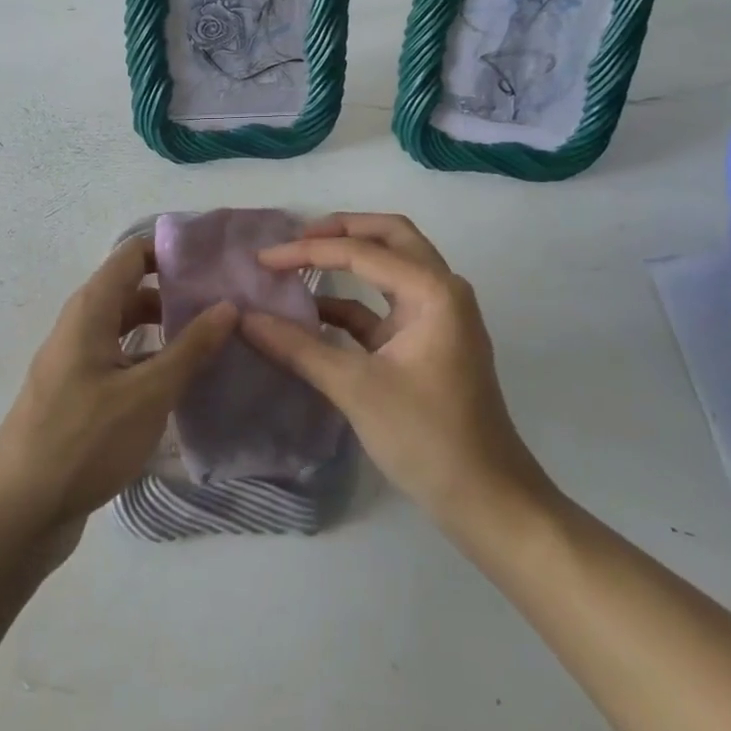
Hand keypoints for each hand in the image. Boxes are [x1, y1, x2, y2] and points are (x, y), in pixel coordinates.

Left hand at [0, 238, 236, 540]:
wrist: (17, 513)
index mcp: (90, 311)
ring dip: (167, 333)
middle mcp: (80, 328)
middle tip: (227, 306)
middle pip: (132, 292)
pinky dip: (151, 365)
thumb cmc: (83, 440)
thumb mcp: (147, 393)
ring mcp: (77, 364)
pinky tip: (184, 387)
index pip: (132, 254)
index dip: (171, 249)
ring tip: (216, 344)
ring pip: (128, 332)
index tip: (216, 260)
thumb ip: (190, 348)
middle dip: (177, 294)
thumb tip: (228, 305)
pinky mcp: (79, 398)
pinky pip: (121, 365)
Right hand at [241, 213, 555, 530]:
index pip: (362, 252)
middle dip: (341, 231)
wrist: (486, 499)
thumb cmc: (427, 437)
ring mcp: (436, 316)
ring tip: (299, 263)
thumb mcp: (356, 388)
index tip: (262, 259)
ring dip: (348, 260)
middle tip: (296, 238)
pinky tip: (312, 313)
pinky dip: (350, 302)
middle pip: (390, 237)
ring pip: (390, 266)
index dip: (307, 251)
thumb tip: (244, 319)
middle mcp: (441, 290)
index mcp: (434, 291)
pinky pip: (383, 305)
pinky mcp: (425, 343)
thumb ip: (298, 348)